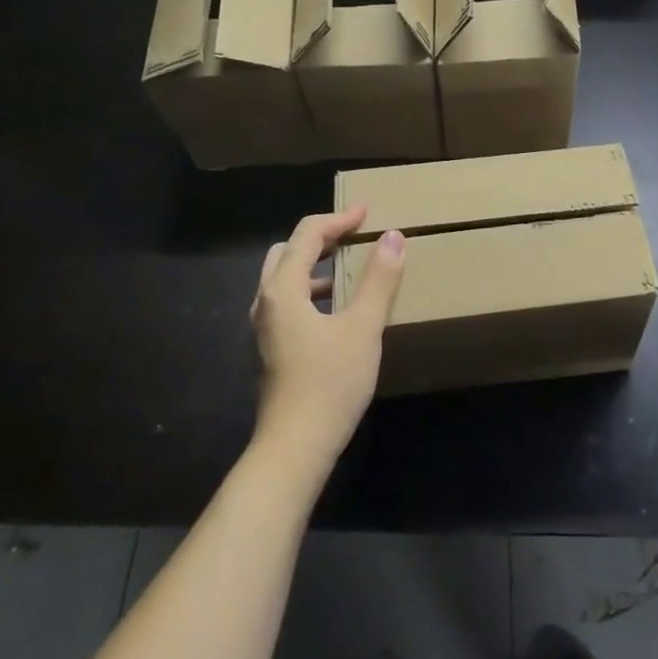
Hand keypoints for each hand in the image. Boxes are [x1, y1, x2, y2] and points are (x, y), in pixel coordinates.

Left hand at [250, 207, 405, 470]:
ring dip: (314, 264)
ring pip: (285, 278)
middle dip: (320, 237)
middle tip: (353, 235)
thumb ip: (379, 280)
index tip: (367, 212)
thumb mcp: (363, 327)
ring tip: (348, 267)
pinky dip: (310, 289)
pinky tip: (337, 309)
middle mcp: (266, 301)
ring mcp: (264, 327)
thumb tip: (393, 236)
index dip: (338, 218)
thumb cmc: (330, 382)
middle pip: (288, 251)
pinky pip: (288, 301)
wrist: (295, 446)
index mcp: (283, 288)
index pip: (307, 234)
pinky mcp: (270, 348)